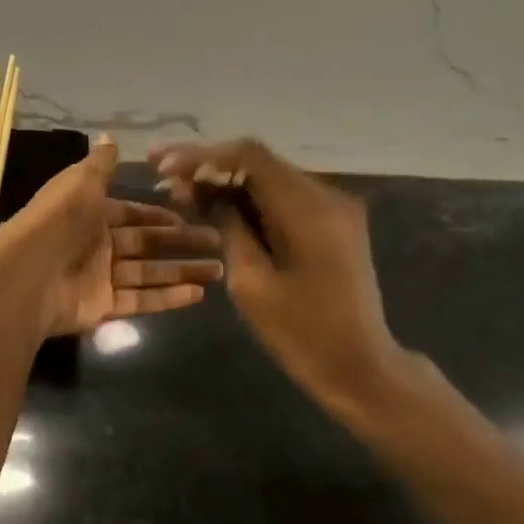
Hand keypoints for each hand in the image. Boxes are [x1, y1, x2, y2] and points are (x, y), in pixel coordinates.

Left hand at [0, 136, 223, 337]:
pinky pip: (141, 300)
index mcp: (91, 214)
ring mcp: (101, 278)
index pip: (132, 214)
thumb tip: (110, 136)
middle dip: (182, 243)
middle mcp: (98, 245)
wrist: (26, 274)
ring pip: (150, 273)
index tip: (190, 216)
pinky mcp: (103, 307)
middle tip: (218, 243)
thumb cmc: (58, 221)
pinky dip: (169, 298)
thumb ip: (100, 165)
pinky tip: (198, 294)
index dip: (160, 215)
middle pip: (147, 244)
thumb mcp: (80, 183)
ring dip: (183, 271)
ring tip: (219, 271)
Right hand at [151, 138, 408, 417]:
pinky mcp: (334, 222)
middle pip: (260, 163)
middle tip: (163, 177)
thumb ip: (228, 227)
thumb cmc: (302, 334)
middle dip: (210, 167)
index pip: (250, 156)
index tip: (162, 166)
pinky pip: (285, 197)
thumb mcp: (251, 284)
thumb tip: (203, 191)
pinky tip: (218, 207)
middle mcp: (327, 195)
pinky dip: (250, 199)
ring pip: (270, 178)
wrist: (361, 367)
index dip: (202, 155)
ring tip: (182, 192)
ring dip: (227, 182)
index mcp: (309, 209)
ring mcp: (335, 207)